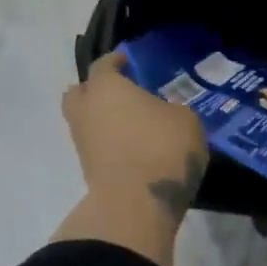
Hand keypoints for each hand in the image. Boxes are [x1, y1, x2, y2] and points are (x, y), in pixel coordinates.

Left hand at [61, 51, 208, 223]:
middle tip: (121, 93)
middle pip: (80, 92)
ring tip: (132, 124)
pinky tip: (133, 146)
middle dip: (96, 90)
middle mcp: (86, 110)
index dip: (116, 61)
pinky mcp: (87, 170)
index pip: (103, 64)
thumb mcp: (186, 120)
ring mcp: (82, 143)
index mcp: (107, 87)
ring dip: (103, 120)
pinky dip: (109, 143)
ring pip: (86, 121)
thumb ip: (172, 109)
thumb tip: (165, 113)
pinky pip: (96, 146)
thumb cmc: (162, 148)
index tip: (129, 61)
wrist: (136, 204)